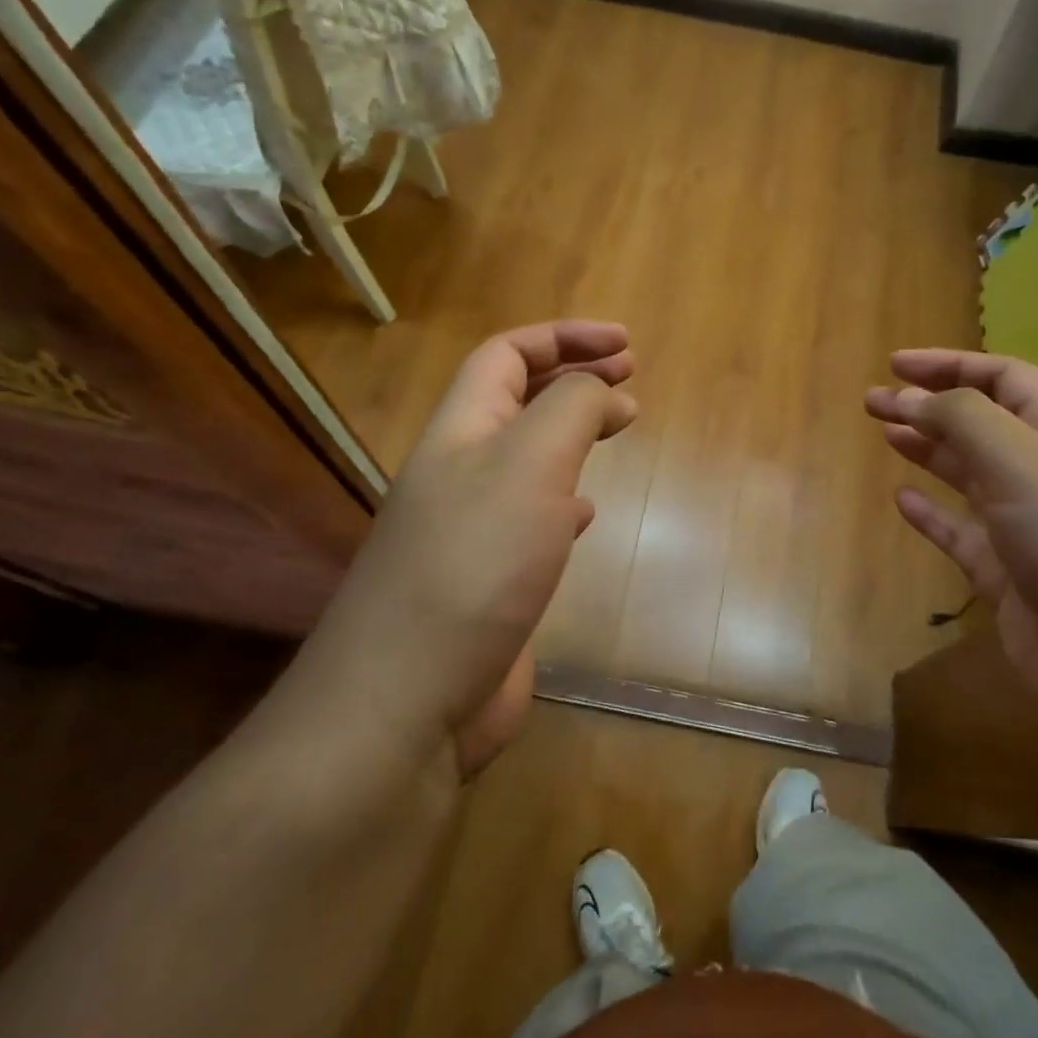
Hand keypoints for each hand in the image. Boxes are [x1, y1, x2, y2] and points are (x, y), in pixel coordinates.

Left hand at [306, 322, 636, 776]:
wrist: (407, 700)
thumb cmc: (475, 563)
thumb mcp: (531, 462)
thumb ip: (570, 408)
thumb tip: (601, 391)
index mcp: (461, 430)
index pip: (507, 354)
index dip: (564, 336)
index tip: (626, 345)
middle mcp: (460, 471)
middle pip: (516, 399)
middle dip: (573, 376)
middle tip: (630, 377)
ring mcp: (471, 528)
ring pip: (527, 457)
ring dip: (572, 433)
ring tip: (617, 429)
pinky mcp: (488, 580)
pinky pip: (531, 516)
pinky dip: (565, 499)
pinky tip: (585, 513)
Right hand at [867, 350, 1037, 753]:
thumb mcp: (1025, 465)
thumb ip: (964, 420)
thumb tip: (911, 395)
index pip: (1004, 379)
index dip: (950, 365)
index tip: (895, 364)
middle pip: (982, 424)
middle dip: (929, 405)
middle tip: (874, 400)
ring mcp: (1032, 530)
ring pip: (971, 476)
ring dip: (929, 451)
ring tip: (885, 433)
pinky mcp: (1014, 581)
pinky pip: (964, 535)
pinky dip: (934, 515)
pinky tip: (903, 500)